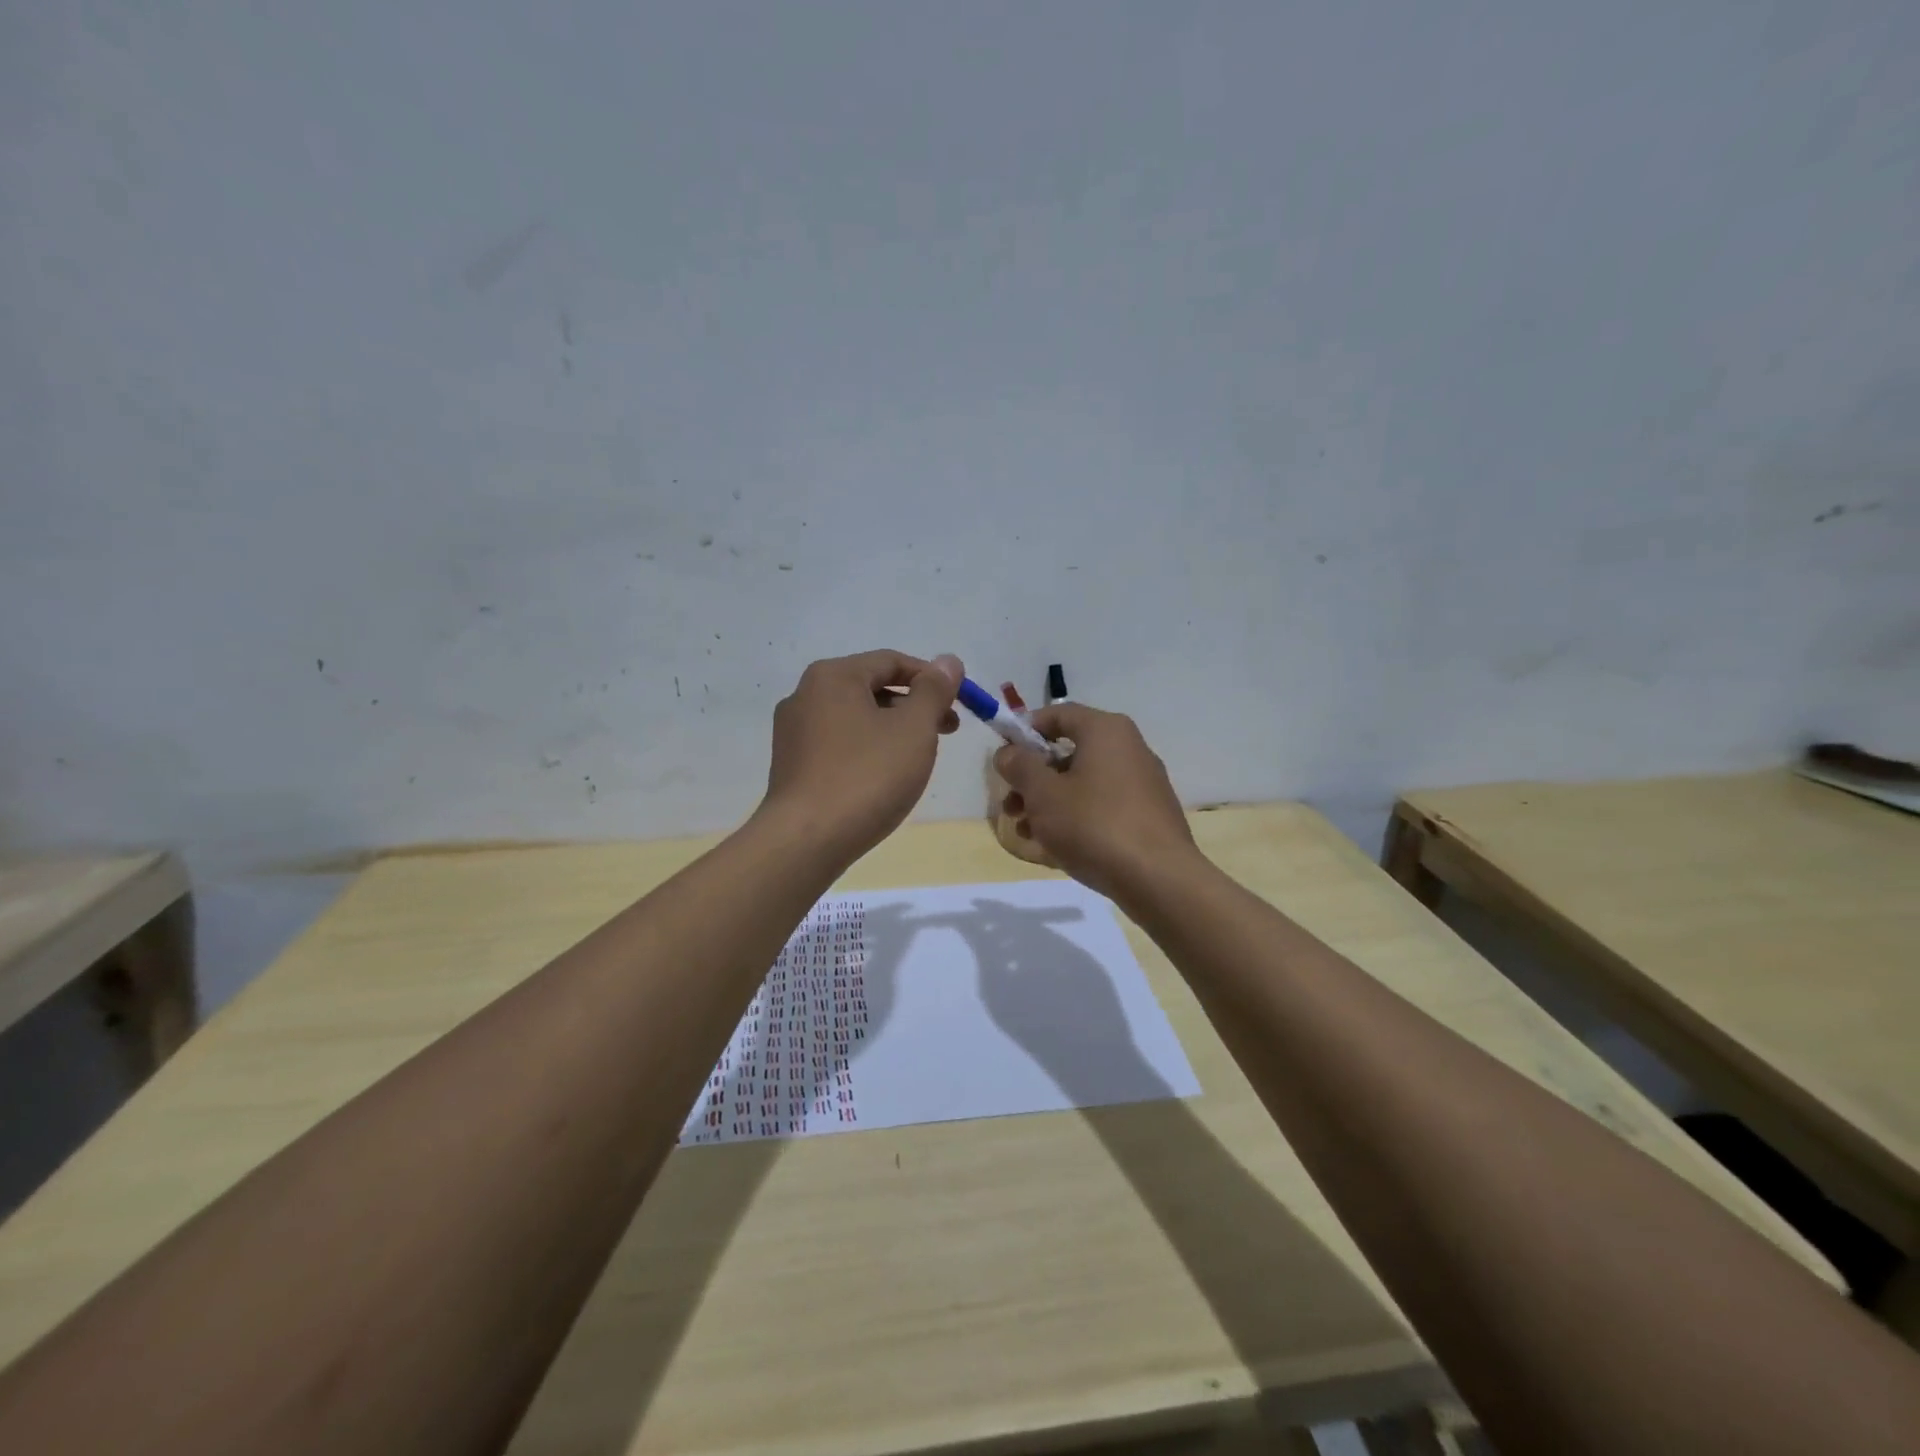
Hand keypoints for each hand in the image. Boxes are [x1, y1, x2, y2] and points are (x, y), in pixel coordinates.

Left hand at [761, 649, 962, 860]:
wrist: (806, 840)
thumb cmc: (867, 776)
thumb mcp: (913, 729)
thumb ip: (934, 691)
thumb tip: (948, 661)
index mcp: (833, 676)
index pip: (892, 661)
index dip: (932, 678)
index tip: (960, 703)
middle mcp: (805, 695)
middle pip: (872, 687)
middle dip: (914, 705)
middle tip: (947, 731)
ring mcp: (793, 732)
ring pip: (855, 718)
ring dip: (893, 729)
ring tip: (919, 757)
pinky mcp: (791, 765)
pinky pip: (838, 744)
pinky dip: (867, 749)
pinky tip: (884, 777)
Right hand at [993, 703, 1195, 900]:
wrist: (1159, 879)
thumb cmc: (1094, 825)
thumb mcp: (1043, 794)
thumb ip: (1020, 767)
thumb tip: (1008, 752)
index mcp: (1106, 731)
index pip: (1058, 714)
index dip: (1025, 731)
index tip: (1004, 759)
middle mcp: (1129, 748)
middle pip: (1069, 752)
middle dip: (1034, 778)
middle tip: (1011, 805)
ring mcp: (1143, 783)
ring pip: (1084, 783)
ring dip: (1050, 803)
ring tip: (1027, 833)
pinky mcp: (1149, 815)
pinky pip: (1103, 806)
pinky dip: (1077, 818)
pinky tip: (1057, 847)